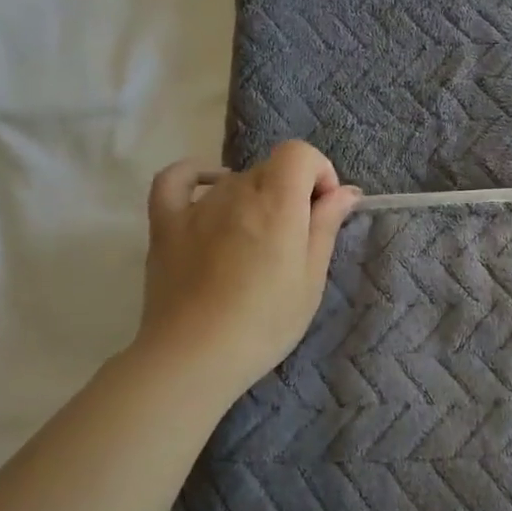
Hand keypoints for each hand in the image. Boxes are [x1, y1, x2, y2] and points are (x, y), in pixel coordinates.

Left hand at [133, 141, 359, 397]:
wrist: (194, 357)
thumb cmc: (265, 323)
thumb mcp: (311, 279)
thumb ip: (326, 226)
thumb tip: (345, 192)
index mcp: (277, 203)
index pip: (299, 153)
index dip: (319, 172)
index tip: (323, 209)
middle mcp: (236, 193)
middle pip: (271, 169)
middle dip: (291, 191)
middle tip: (295, 238)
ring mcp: (196, 206)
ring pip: (234, 181)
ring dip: (254, 199)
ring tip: (255, 244)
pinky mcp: (165, 224)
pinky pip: (175, 180)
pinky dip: (197, 176)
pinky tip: (210, 192)